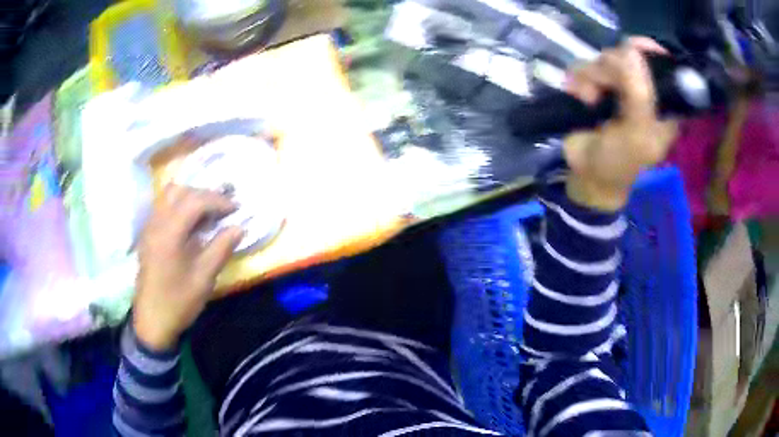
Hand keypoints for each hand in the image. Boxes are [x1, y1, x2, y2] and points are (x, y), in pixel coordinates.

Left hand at [133, 185, 243, 350]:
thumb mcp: (204, 278)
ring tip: (207, 214)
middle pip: (181, 191)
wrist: (152, 321)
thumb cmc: (178, 302)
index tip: (236, 209)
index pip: (195, 200)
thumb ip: (221, 248)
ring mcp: (149, 227)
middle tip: (223, 209)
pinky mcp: (148, 234)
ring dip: (191, 198)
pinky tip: (190, 224)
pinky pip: (163, 207)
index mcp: (169, 233)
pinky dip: (180, 206)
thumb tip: (240, 227)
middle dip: (205, 195)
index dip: (218, 200)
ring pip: (169, 196)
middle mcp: (156, 223)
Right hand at [563, 37, 678, 210]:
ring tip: (590, 100)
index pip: (661, 63)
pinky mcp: (595, 85)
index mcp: (662, 102)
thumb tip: (631, 50)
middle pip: (628, 54)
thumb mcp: (637, 133)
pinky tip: (580, 96)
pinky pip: (585, 65)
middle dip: (613, 68)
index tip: (634, 49)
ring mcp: (617, 85)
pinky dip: (578, 80)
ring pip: (604, 58)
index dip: (648, 51)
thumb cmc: (619, 162)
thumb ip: (640, 93)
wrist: (587, 175)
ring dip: (592, 77)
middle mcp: (642, 88)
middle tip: (606, 88)